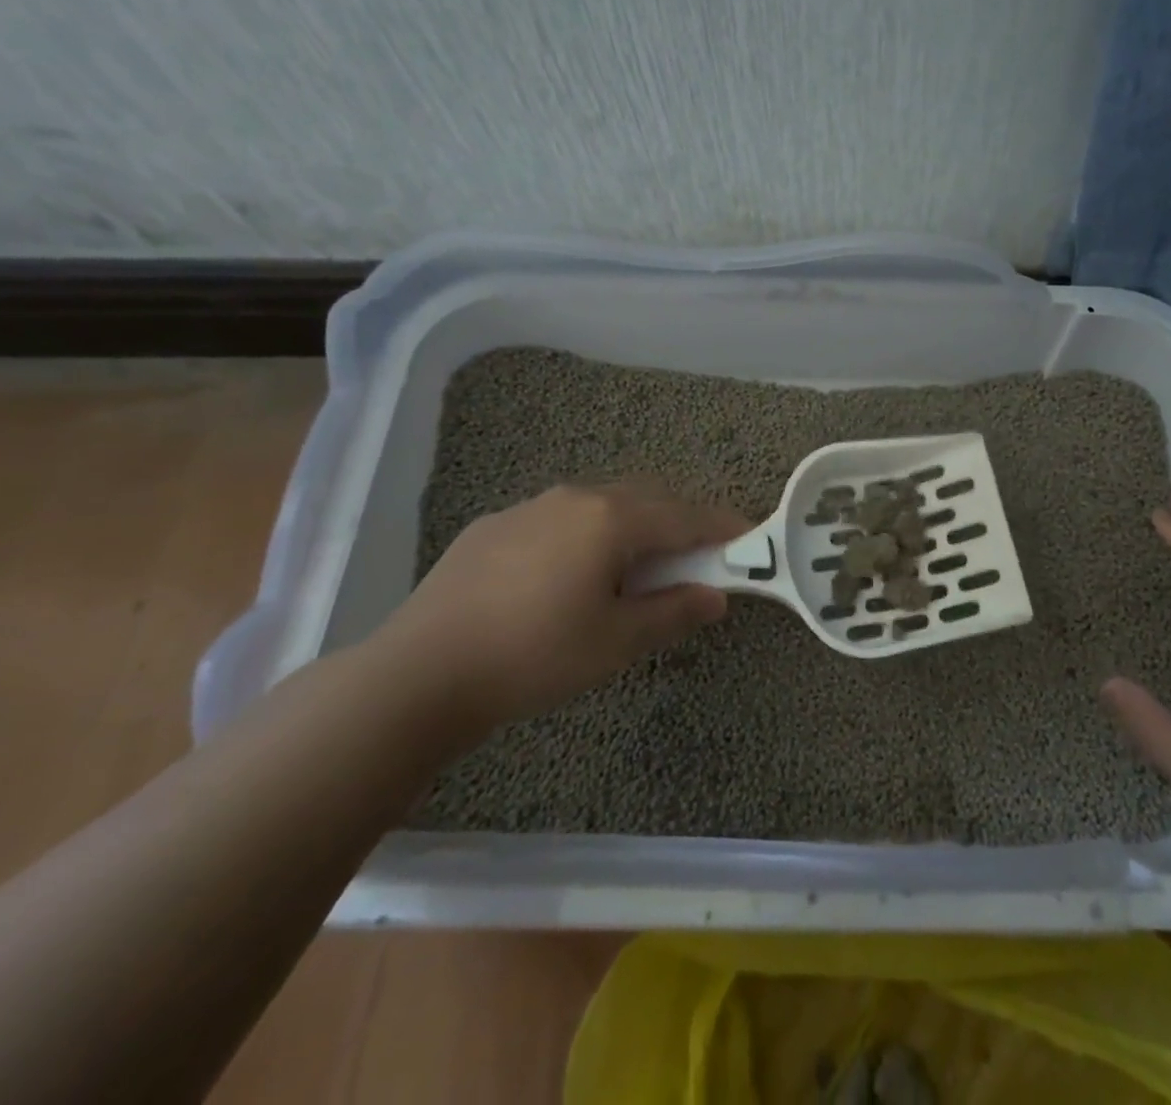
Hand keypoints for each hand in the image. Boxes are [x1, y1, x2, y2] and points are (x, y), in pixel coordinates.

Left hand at [388, 481, 746, 729]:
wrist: (421, 672)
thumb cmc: (536, 655)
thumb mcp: (617, 642)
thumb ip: (673, 611)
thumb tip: (716, 597)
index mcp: (612, 518)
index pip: (685, 515)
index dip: (722, 527)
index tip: (749, 537)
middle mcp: (575, 498)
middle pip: (646, 499)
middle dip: (680, 520)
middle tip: (699, 553)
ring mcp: (531, 507)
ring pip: (601, 504)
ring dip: (633, 524)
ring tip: (637, 563)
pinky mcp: (495, 526)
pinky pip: (560, 518)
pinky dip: (588, 533)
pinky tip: (572, 572)